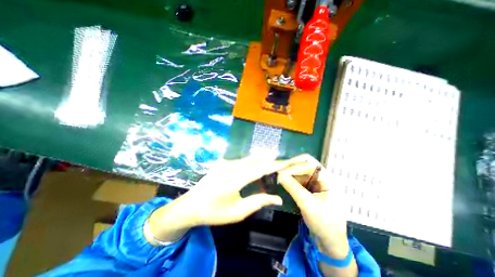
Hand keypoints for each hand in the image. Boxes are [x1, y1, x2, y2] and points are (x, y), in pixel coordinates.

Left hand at [183, 157, 288, 225]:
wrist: (189, 206)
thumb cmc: (213, 212)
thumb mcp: (237, 212)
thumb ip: (258, 202)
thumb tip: (277, 198)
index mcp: (234, 179)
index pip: (260, 169)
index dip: (274, 165)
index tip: (287, 163)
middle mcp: (230, 166)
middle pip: (255, 160)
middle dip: (271, 160)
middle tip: (284, 159)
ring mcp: (225, 162)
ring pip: (249, 158)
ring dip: (262, 158)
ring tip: (275, 158)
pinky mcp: (222, 163)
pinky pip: (241, 160)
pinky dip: (253, 160)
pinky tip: (259, 160)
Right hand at [278, 154, 347, 258]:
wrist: (331, 238)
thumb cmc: (324, 222)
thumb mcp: (308, 205)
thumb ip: (293, 188)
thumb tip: (279, 175)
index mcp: (326, 177)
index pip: (308, 162)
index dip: (293, 165)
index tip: (280, 173)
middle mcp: (322, 175)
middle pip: (304, 162)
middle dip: (291, 165)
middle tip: (279, 171)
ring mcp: (316, 180)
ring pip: (301, 169)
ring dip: (290, 171)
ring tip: (280, 175)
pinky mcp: (311, 186)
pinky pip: (300, 177)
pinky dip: (291, 177)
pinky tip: (285, 181)